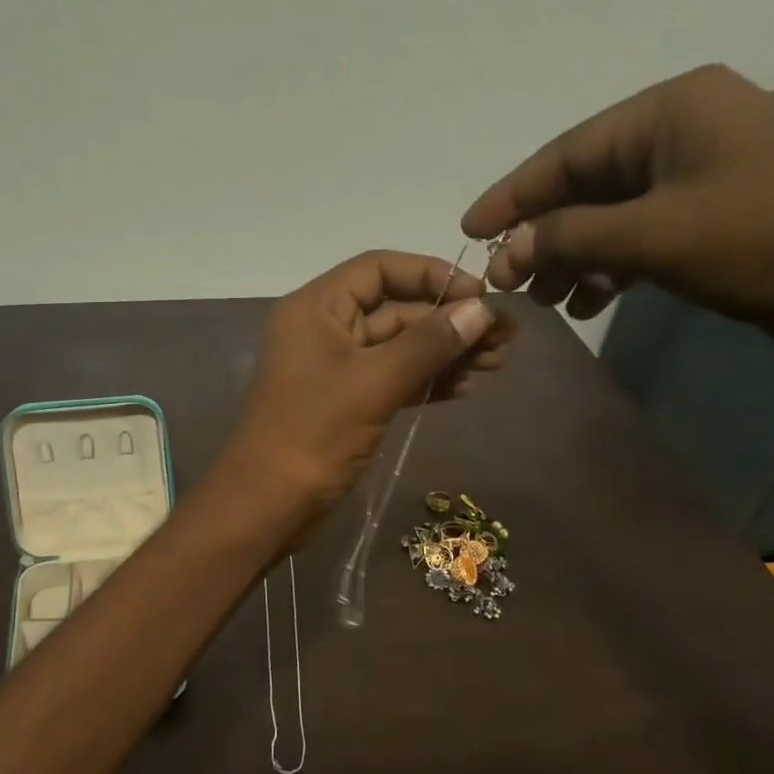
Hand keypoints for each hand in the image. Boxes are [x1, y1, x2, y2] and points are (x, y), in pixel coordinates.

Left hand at [217, 251, 510, 524]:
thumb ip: (428, 344)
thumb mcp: (374, 383)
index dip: (432, 276)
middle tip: (506, 337)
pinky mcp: (347, 401)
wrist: (267, 505)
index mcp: (318, 307)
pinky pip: (393, 378)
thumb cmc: (314, 435)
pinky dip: (427, 380)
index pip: (380, 269)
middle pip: (396, 308)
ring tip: (498, 363)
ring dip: (446, 352)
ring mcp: (336, 367)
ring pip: (399, 347)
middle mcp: (326, 329)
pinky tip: (466, 387)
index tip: (480, 296)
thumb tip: (482, 310)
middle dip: (449, 320)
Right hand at [462, 64, 773, 373]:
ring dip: (576, 256)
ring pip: (617, 214)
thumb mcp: (657, 236)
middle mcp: (687, 130)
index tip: (468, 231)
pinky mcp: (727, 217)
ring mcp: (710, 174)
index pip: (567, 153)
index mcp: (671, 109)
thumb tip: (509, 247)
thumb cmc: (773, 238)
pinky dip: (615, 267)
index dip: (512, 196)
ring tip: (546, 302)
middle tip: (507, 283)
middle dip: (544, 234)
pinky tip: (593, 301)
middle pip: (588, 183)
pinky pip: (649, 236)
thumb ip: (573, 237)